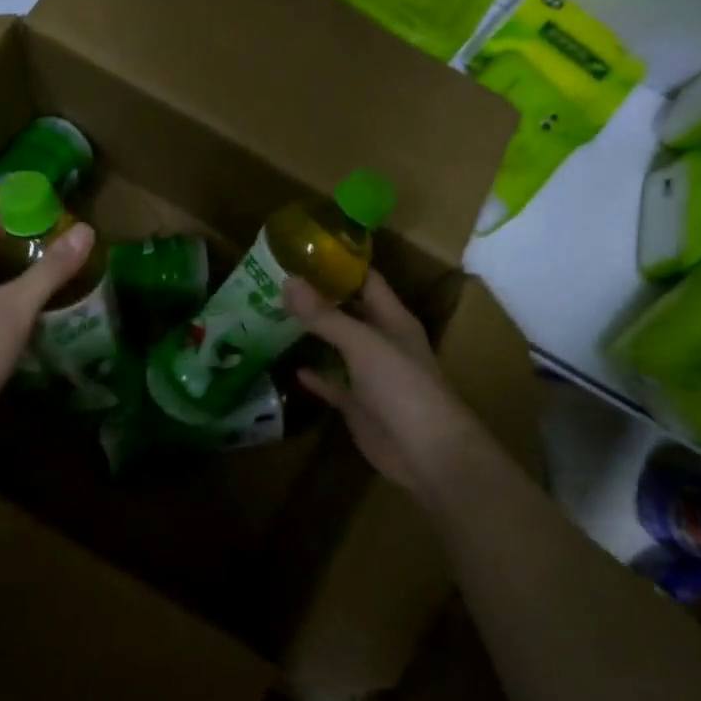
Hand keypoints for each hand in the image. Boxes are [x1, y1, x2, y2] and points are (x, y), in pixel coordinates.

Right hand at [285, 271, 497, 504]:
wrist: (426, 452)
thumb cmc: (402, 386)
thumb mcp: (363, 344)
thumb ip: (325, 316)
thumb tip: (288, 281)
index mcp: (393, 319)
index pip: (366, 280)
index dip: (339, 263)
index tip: (303, 248)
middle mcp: (382, 341)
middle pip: (348, 311)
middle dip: (318, 297)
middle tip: (277, 280)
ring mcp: (369, 374)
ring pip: (337, 346)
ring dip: (312, 334)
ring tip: (274, 315)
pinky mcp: (357, 404)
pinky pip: (332, 384)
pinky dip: (315, 376)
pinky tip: (290, 366)